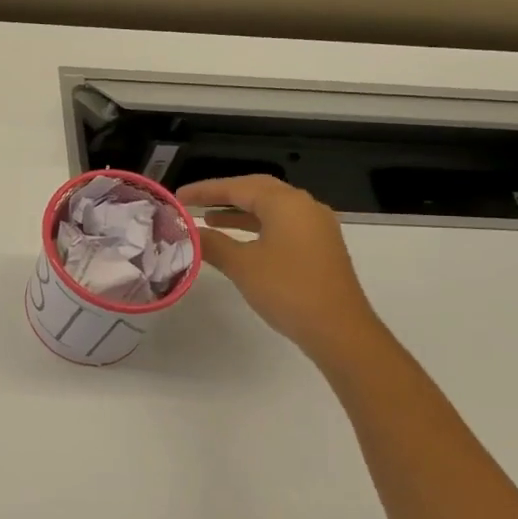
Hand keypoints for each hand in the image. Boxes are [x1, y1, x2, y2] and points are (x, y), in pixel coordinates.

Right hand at [178, 176, 384, 358]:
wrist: (340, 331)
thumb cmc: (288, 290)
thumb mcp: (242, 265)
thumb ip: (213, 244)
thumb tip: (190, 233)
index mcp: (286, 203)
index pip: (237, 187)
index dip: (204, 191)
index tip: (178, 196)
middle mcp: (304, 206)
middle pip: (257, 190)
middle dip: (223, 195)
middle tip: (194, 202)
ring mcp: (316, 226)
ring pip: (271, 208)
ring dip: (240, 212)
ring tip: (209, 220)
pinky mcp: (320, 246)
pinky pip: (282, 225)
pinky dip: (257, 226)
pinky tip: (240, 240)